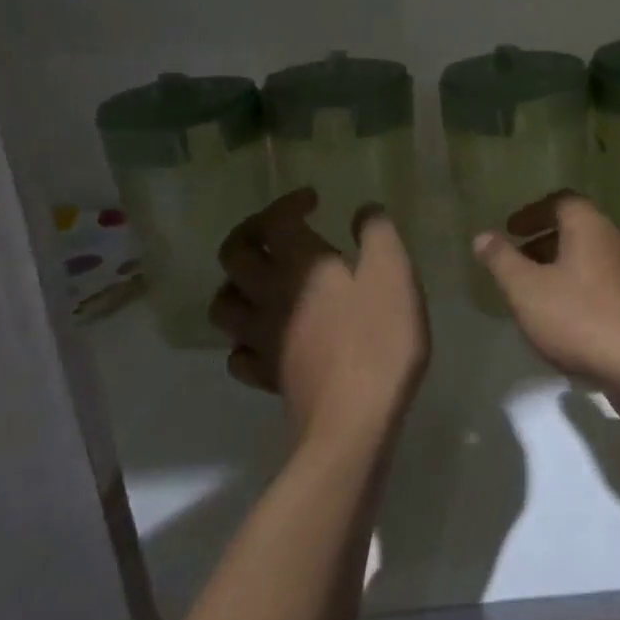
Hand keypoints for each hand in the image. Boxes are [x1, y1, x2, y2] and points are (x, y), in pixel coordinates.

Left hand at [210, 189, 429, 449]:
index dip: (289, 202)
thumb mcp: (394, 273)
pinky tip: (266, 339)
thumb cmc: (379, 338)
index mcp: (299, 263)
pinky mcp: (266, 376)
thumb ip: (378, 233)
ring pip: (224, 303)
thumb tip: (364, 211)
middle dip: (250, 233)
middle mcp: (269, 294)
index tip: (314, 200)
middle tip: (277, 231)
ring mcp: (262, 338)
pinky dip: (246, 338)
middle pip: (234, 254)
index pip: (275, 220)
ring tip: (262, 282)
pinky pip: (239, 352)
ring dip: (237, 284)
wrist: (354, 419)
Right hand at [472, 193, 619, 398]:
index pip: (562, 201)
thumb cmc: (581, 318)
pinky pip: (599, 289)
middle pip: (575, 232)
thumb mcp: (527, 290)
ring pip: (587, 262)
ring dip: (557, 272)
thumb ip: (502, 261)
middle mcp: (614, 243)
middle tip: (515, 263)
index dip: (533, 212)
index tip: (510, 229)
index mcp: (590, 227)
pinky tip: (560, 326)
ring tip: (531, 297)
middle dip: (542, 244)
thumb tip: (483, 236)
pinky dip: (575, 295)